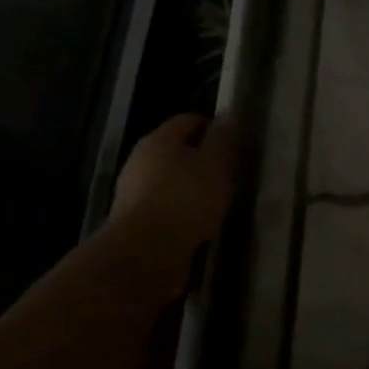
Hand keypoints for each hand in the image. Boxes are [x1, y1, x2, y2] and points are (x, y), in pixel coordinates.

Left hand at [112, 114, 236, 245]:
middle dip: (201, 159)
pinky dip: (182, 211)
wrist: (146, 253)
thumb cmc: (186, 198)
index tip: (235, 143)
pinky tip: (199, 224)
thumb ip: (222, 140)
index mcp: (159, 140)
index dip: (213, 127)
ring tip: (218, 202)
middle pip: (176, 151)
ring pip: (169, 180)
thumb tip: (227, 116)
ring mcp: (133, 193)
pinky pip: (165, 207)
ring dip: (191, 188)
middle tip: (229, 173)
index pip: (188, 120)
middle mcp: (140, 161)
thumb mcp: (215, 164)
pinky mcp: (134, 222)